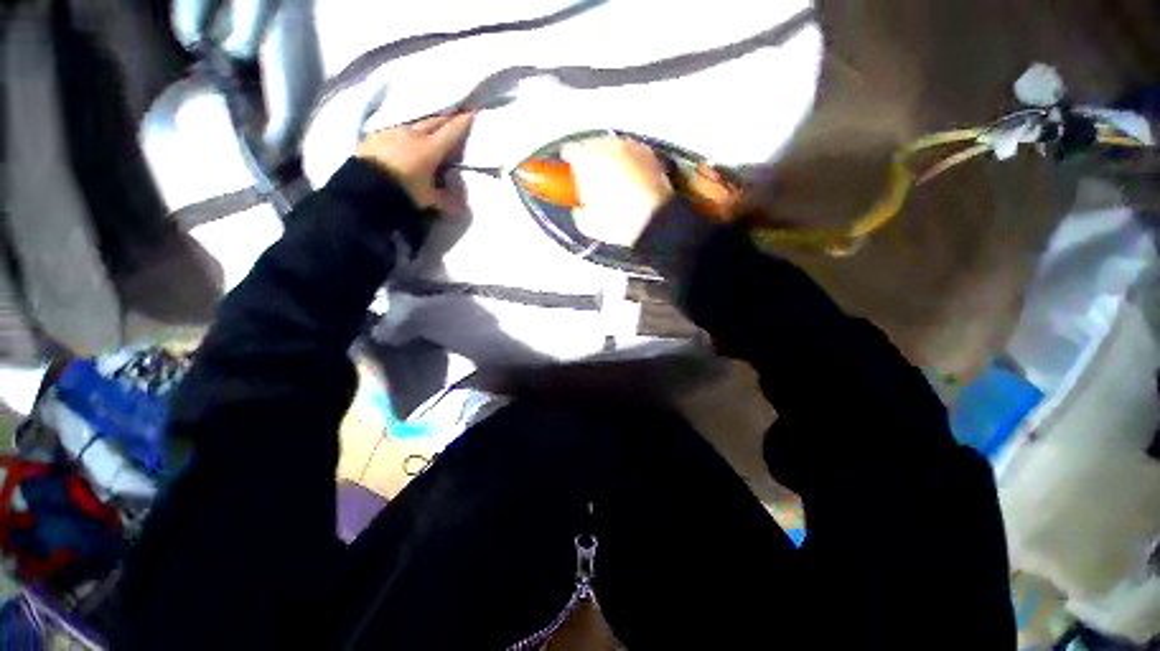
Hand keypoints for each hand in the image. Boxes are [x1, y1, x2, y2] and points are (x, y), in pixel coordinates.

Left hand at [356, 112, 474, 210]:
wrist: (364, 188)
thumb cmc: (403, 192)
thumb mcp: (429, 200)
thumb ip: (446, 199)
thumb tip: (458, 203)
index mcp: (430, 149)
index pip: (451, 132)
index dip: (463, 122)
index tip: (471, 111)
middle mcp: (413, 134)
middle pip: (434, 121)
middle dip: (446, 117)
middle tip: (455, 114)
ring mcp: (392, 131)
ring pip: (414, 122)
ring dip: (425, 123)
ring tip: (430, 126)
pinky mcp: (375, 135)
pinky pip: (395, 128)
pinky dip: (405, 131)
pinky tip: (405, 136)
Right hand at [561, 137, 673, 246]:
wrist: (654, 221)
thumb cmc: (618, 221)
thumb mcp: (587, 224)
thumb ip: (578, 210)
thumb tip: (580, 208)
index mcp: (587, 158)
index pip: (570, 151)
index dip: (568, 163)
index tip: (569, 174)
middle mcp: (608, 146)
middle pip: (592, 145)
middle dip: (590, 160)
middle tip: (591, 180)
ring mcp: (631, 147)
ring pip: (613, 147)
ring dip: (609, 159)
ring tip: (612, 180)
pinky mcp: (649, 154)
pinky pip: (632, 153)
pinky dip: (628, 162)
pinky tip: (630, 178)